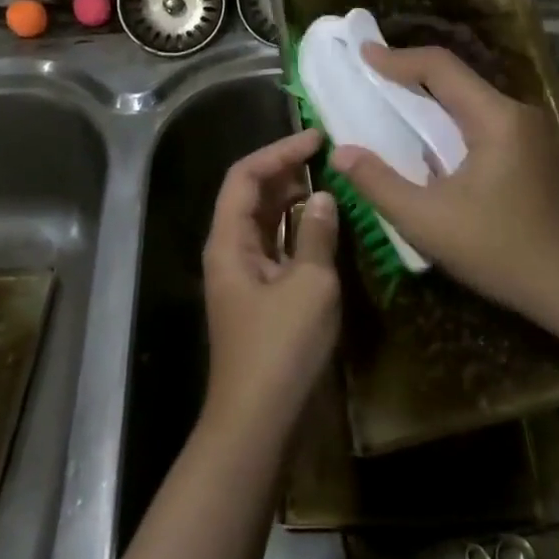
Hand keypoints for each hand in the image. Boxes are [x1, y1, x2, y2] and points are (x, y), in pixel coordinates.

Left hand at [201, 128, 340, 440]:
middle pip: (250, 194)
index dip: (278, 151)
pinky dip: (297, 228)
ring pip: (264, 220)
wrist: (259, 420)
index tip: (316, 138)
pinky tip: (324, 225)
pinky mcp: (260, 294)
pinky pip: (276, 245)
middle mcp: (230, 250)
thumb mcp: (310, 284)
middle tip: (326, 156)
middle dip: (284, 170)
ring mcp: (244, 274)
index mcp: (229, 241)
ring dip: (292, 198)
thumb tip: (322, 197)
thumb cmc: (281, 347)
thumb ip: (316, 234)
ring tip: (329, 181)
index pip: (245, 176)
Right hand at [331, 44, 558, 318]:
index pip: (441, 68)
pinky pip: (481, 119)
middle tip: (369, 75)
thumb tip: (340, 153)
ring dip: (429, 98)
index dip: (398, 59)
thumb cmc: (499, 252)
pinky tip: (425, 137)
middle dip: (410, 74)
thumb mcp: (427, 222)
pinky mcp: (530, 150)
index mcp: (496, 119)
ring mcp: (528, 131)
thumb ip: (379, 183)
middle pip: (457, 78)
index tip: (362, 54)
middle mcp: (516, 113)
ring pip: (469, 99)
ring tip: (388, 101)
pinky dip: (447, 119)